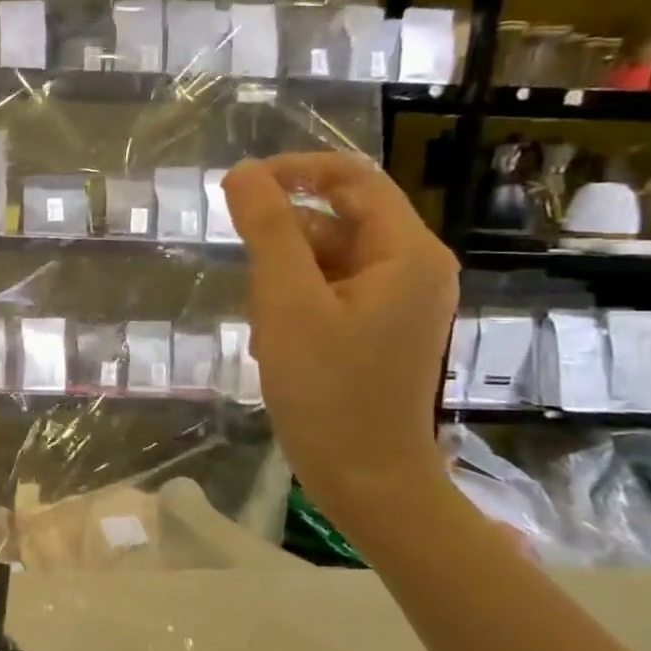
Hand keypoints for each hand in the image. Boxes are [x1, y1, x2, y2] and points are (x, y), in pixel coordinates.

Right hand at [224, 154, 457, 532]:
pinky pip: (329, 292)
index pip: (352, 178)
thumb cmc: (328, 389)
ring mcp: (397, 302)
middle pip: (336, 221)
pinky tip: (274, 341)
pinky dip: (294, 304)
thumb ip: (268, 230)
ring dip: (284, 279)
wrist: (365, 479)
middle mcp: (412, 268)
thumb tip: (243, 172)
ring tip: (263, 325)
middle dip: (283, 243)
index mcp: (406, 252)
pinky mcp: (378, 329)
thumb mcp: (288, 302)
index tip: (238, 189)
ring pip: (326, 259)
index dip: (294, 171)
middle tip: (251, 287)